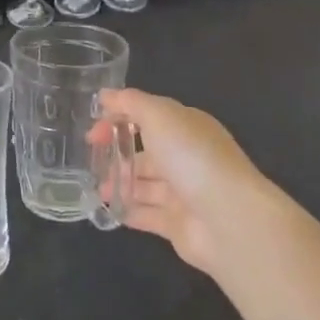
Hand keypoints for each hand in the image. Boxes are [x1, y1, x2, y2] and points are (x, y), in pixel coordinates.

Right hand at [98, 88, 267, 275]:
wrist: (228, 218)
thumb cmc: (192, 157)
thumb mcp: (159, 116)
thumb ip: (130, 103)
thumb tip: (105, 95)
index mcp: (186, 126)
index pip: (148, 116)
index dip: (118, 118)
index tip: (92, 132)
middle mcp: (186, 156)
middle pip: (146, 151)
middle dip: (118, 153)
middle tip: (91, 160)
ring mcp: (183, 192)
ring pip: (145, 184)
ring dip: (120, 183)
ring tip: (97, 189)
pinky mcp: (178, 224)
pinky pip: (147, 214)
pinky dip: (127, 210)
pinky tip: (107, 209)